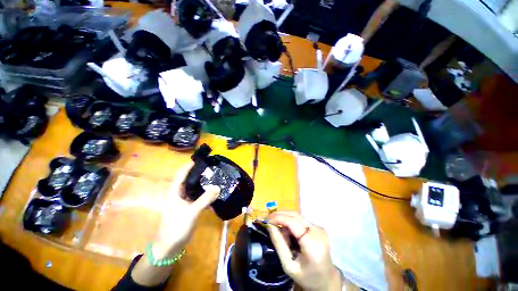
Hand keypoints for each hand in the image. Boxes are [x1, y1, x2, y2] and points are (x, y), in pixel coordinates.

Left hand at [153, 161, 220, 258]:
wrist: (169, 247)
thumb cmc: (176, 227)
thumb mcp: (191, 212)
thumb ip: (205, 199)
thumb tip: (218, 187)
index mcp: (175, 191)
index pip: (183, 173)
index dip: (192, 165)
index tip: (204, 159)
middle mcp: (179, 193)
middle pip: (190, 178)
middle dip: (201, 172)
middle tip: (214, 167)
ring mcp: (184, 200)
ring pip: (195, 187)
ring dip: (204, 182)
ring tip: (216, 176)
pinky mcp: (189, 206)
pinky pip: (198, 195)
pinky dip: (205, 192)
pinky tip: (214, 191)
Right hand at [267, 211, 342, 290]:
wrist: (326, 280)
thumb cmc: (306, 277)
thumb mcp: (288, 265)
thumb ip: (279, 244)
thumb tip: (269, 225)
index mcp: (312, 244)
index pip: (293, 222)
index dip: (278, 217)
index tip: (266, 219)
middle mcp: (318, 232)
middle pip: (295, 216)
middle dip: (280, 215)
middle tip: (268, 218)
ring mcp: (320, 228)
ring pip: (298, 216)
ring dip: (285, 218)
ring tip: (276, 225)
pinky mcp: (319, 227)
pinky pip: (301, 220)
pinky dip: (291, 222)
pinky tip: (287, 231)